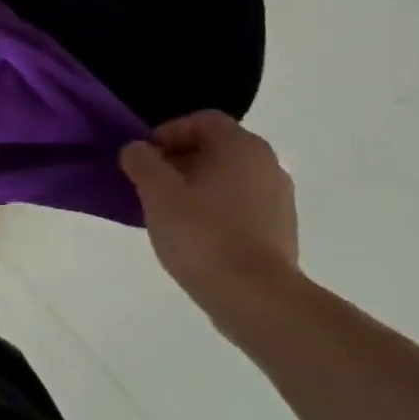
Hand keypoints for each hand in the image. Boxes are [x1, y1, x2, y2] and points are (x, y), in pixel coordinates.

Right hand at [119, 112, 301, 323]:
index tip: (146, 158)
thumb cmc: (203, 234)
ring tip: (169, 212)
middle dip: (179, 161)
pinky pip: (240, 206)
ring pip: (228, 179)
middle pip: (216, 148)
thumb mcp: (157, 193)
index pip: (202, 120)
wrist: (257, 299)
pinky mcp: (280, 232)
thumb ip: (141, 162)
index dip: (168, 132)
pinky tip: (194, 235)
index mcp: (242, 147)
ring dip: (196, 187)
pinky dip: (215, 211)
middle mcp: (268, 165)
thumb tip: (137, 150)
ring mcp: (279, 200)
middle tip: (151, 185)